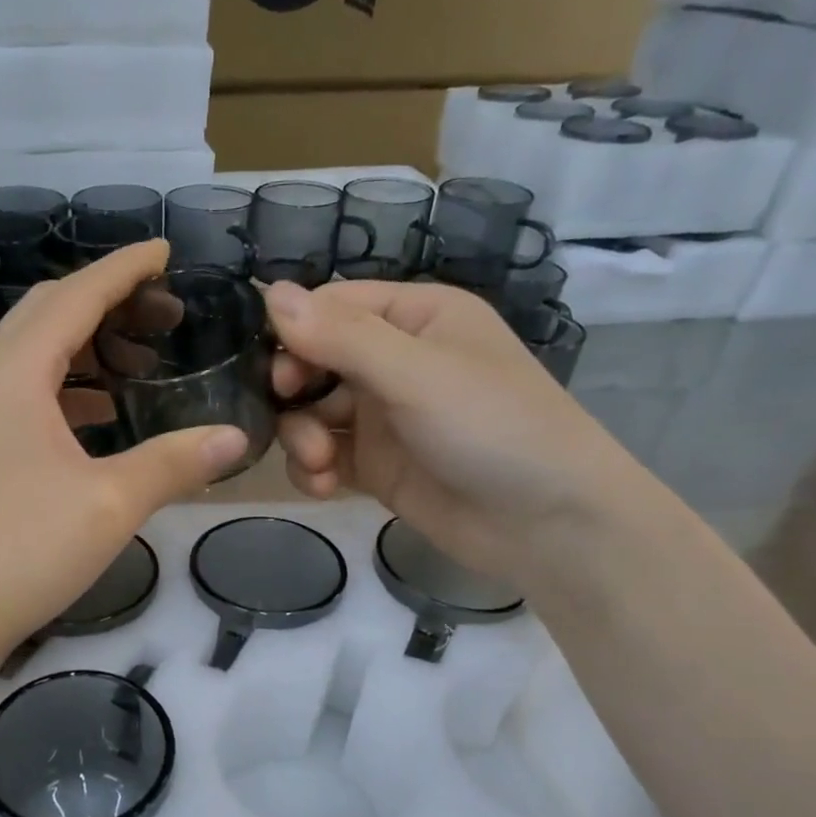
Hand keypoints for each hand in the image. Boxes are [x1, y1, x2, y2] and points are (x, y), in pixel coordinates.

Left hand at [0, 242, 248, 672]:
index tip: (164, 252)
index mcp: (15, 374)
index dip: (123, 269)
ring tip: (136, 364)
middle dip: (106, 303)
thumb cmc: (22, 549)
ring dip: (84, 348)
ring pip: (31, 358)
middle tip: (162, 313)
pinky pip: (22, 397)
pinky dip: (64, 390)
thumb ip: (176, 462)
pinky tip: (94, 418)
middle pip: (46, 316)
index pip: (75, 297)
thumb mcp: (111, 502)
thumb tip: (236, 436)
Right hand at [265, 279, 644, 582]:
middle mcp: (395, 360)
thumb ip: (341, 336)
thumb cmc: (492, 427)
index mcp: (414, 318)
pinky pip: (324, 455)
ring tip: (320, 464)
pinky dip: (314, 469)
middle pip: (313, 361)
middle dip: (294, 393)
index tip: (278, 374)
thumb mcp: (415, 373)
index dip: (295, 335)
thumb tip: (269, 292)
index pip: (331, 307)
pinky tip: (323, 486)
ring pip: (311, 412)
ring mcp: (383, 416)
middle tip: (294, 422)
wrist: (546, 524)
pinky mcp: (376, 466)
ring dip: (301, 437)